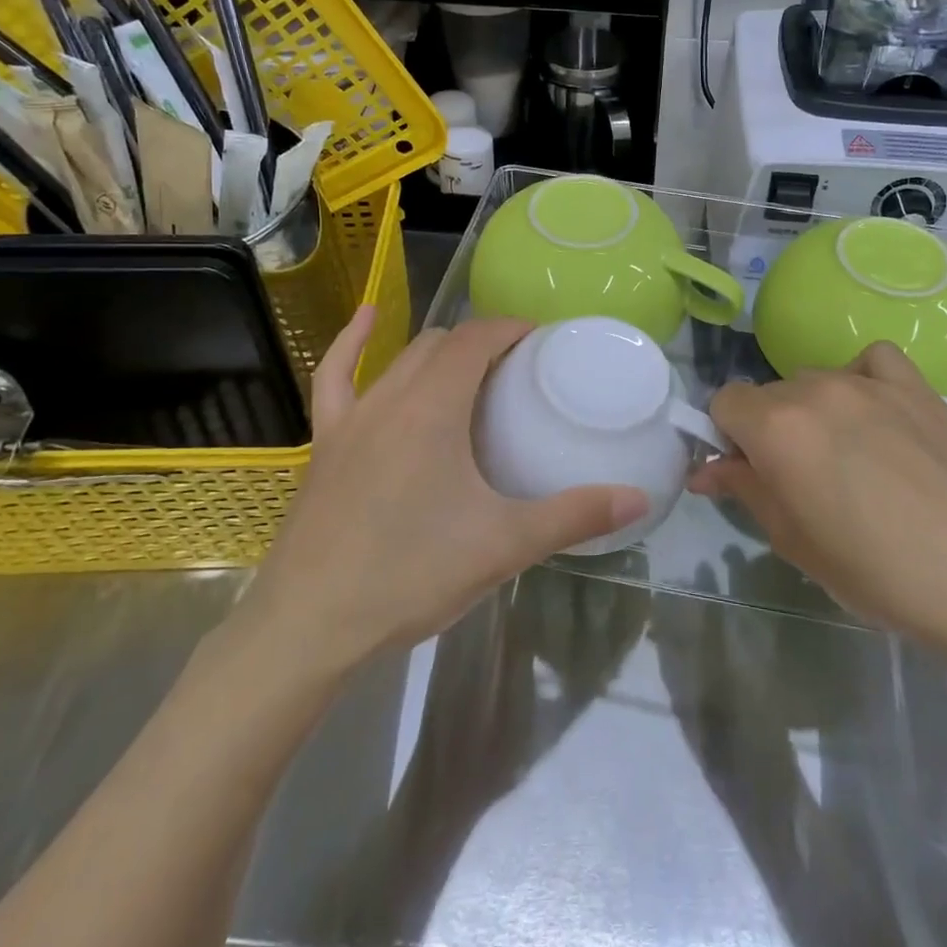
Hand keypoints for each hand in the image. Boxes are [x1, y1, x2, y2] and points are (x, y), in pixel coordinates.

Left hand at [226, 308, 650, 677]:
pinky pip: (334, 378)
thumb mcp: (503, 545)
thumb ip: (573, 517)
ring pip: (401, 360)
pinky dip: (352, 344)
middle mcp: (391, 396)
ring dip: (438, 352)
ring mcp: (351, 418)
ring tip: (470, 367)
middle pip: (442, 345)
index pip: (477, 339)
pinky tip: (365, 320)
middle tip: (518, 370)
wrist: (308, 626)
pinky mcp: (325, 443)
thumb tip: (639, 499)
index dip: (511, 328)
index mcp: (434, 406)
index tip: (542, 340)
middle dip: (482, 342)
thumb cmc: (409, 575)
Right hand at [692, 343, 946, 664]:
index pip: (724, 402)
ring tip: (851, 456)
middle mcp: (814, 390)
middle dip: (770, 430)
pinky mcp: (915, 385)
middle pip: (769, 394)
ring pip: (815, 381)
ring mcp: (868, 382)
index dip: (728, 437)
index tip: (750, 472)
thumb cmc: (875, 573)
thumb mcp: (792, 540)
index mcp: (776, 428)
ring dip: (814, 411)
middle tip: (801, 479)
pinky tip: (878, 414)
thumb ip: (742, 489)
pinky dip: (863, 379)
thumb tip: (705, 469)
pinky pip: (870, 361)